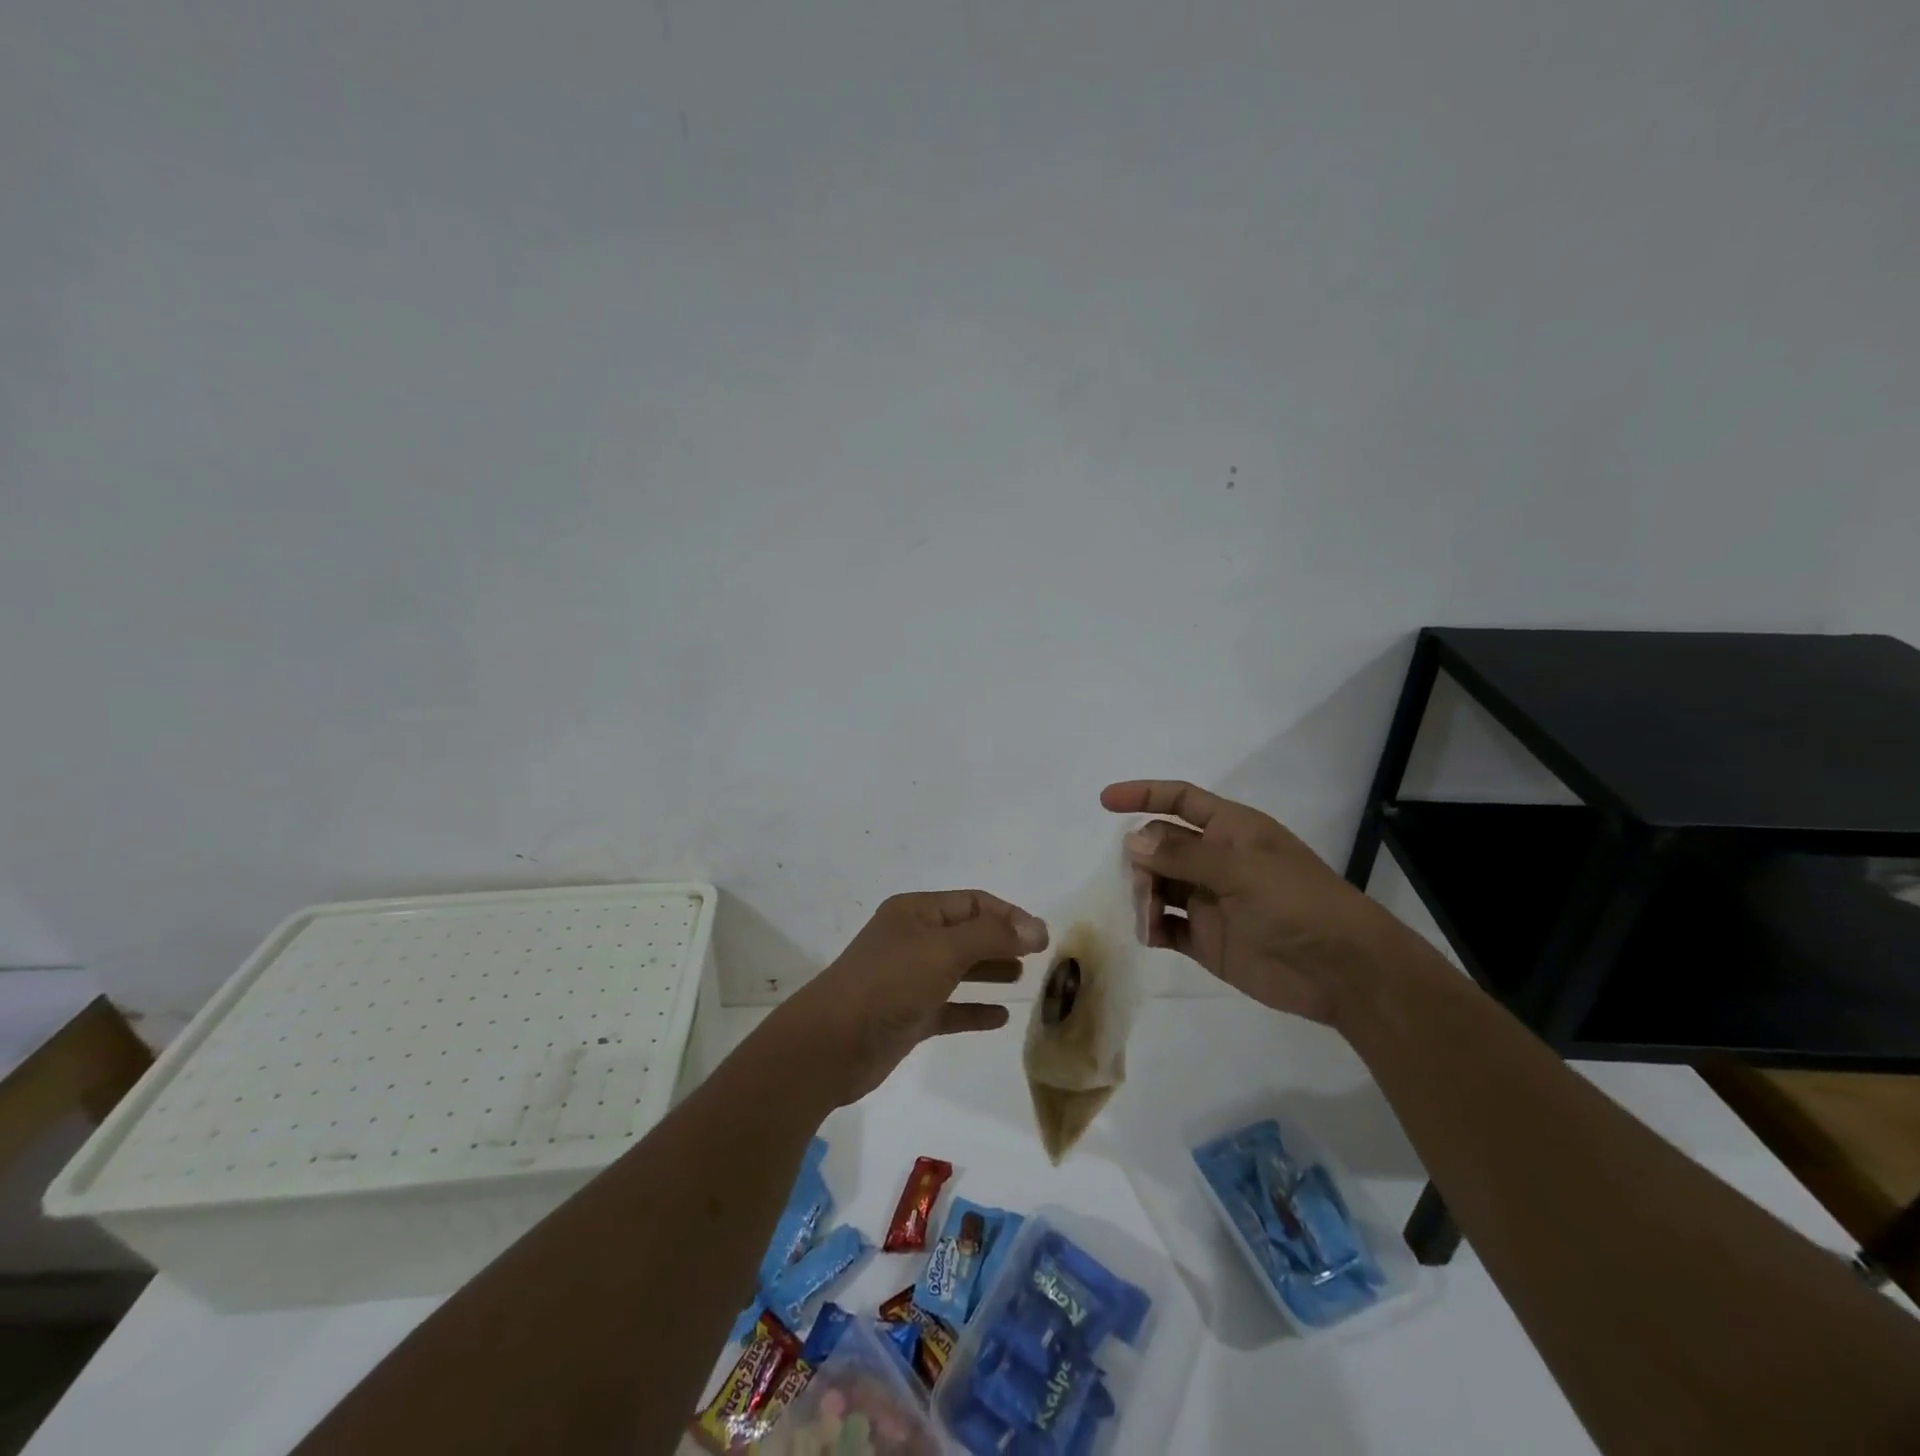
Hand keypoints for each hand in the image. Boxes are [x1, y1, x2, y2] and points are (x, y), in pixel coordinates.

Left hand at [763, 890, 1048, 1107]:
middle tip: (1040, 958)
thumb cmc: (889, 984)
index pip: (972, 903)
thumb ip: (992, 936)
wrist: (832, 1045)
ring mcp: (909, 979)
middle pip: (967, 933)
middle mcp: (912, 939)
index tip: (1042, 938)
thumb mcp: (943, 951)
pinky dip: (974, 1009)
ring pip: (959, 969)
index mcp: (915, 912)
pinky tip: (1001, 1017)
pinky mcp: (908, 1016)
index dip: (1008, 916)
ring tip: (1025, 979)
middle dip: (1002, 941)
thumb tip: (1036, 929)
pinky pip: (950, 1007)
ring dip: (991, 971)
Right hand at [1102, 780, 1396, 1024]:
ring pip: (1158, 885)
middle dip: (1141, 856)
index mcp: (1231, 831)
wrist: (1342, 971)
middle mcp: (1216, 861)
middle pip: (1161, 846)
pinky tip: (1145, 933)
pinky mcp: (1207, 939)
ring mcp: (1210, 901)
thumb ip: (1184, 856)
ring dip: (1141, 892)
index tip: (1105, 801)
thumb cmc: (1298, 903)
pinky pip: (1166, 926)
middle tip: (1136, 879)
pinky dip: (1149, 927)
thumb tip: (1132, 842)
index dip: (1144, 795)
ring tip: (1141, 911)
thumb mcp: (1241, 870)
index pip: (1180, 800)